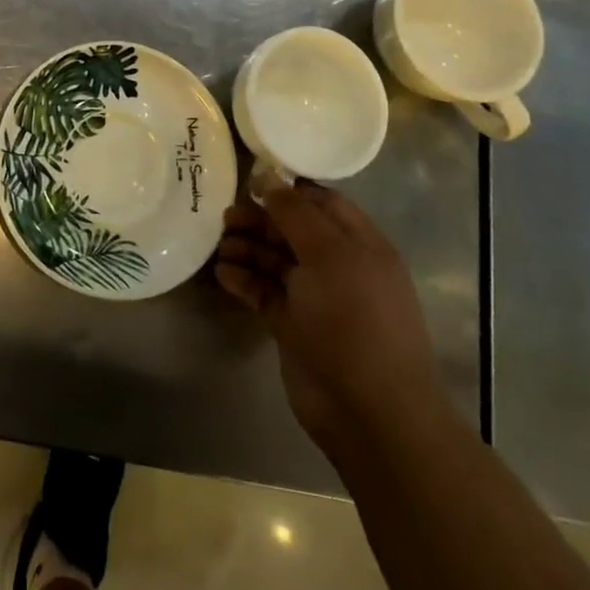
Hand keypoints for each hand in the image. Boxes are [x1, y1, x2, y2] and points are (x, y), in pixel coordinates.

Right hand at [216, 184, 443, 447]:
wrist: (370, 413)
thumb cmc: (355, 320)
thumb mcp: (328, 254)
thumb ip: (295, 213)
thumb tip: (268, 177)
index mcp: (360, 244)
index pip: (322, 203)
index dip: (289, 189)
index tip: (251, 180)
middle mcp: (339, 267)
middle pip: (294, 230)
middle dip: (261, 219)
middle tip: (226, 216)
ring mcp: (316, 299)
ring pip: (276, 261)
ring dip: (248, 249)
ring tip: (220, 245)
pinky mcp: (293, 327)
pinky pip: (264, 293)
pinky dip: (244, 281)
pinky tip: (222, 273)